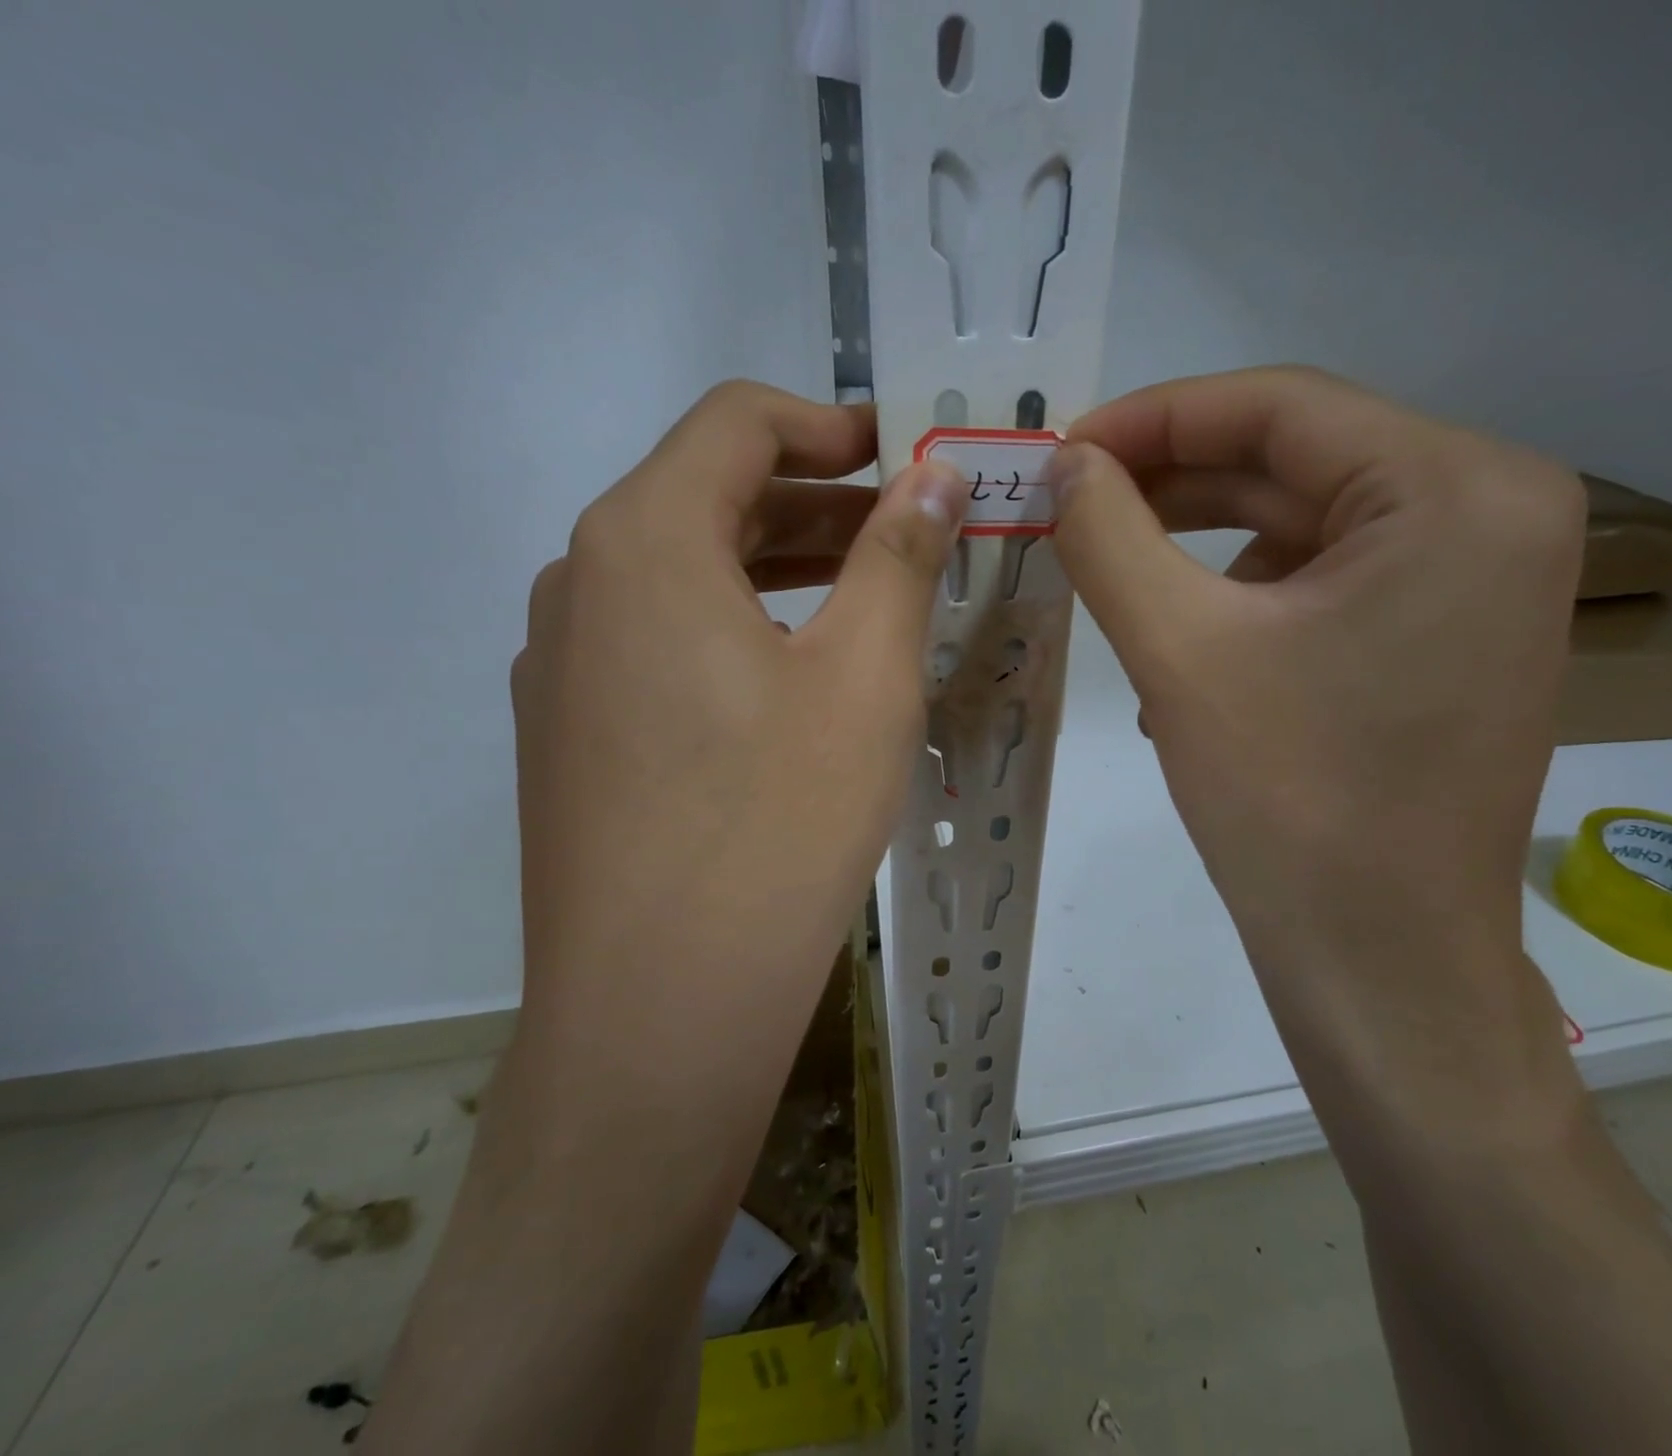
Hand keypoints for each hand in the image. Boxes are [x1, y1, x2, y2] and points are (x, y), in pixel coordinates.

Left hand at [508, 380, 968, 1106]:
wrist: (662, 1006)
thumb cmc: (778, 822)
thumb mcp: (865, 676)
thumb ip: (899, 555)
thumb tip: (935, 474)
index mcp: (642, 542)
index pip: (735, 424)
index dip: (829, 425)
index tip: (903, 458)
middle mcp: (579, 585)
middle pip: (706, 498)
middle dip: (816, 503)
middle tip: (907, 534)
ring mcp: (560, 666)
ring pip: (682, 577)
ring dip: (777, 570)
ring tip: (866, 600)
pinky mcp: (568, 735)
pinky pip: (658, 644)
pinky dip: (734, 630)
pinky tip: (794, 682)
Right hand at [1050, 367, 1586, 1131]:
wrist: (1380, 962)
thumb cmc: (1288, 802)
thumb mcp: (1178, 651)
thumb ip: (1109, 536)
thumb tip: (1065, 464)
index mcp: (1458, 490)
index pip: (1280, 406)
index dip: (1154, 418)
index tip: (1062, 449)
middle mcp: (1493, 512)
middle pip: (1295, 461)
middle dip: (1170, 483)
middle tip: (1070, 505)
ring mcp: (1477, 580)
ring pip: (1302, 524)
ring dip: (1198, 548)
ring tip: (1115, 586)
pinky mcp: (1446, 636)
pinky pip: (1325, 582)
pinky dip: (1241, 599)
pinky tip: (1181, 650)